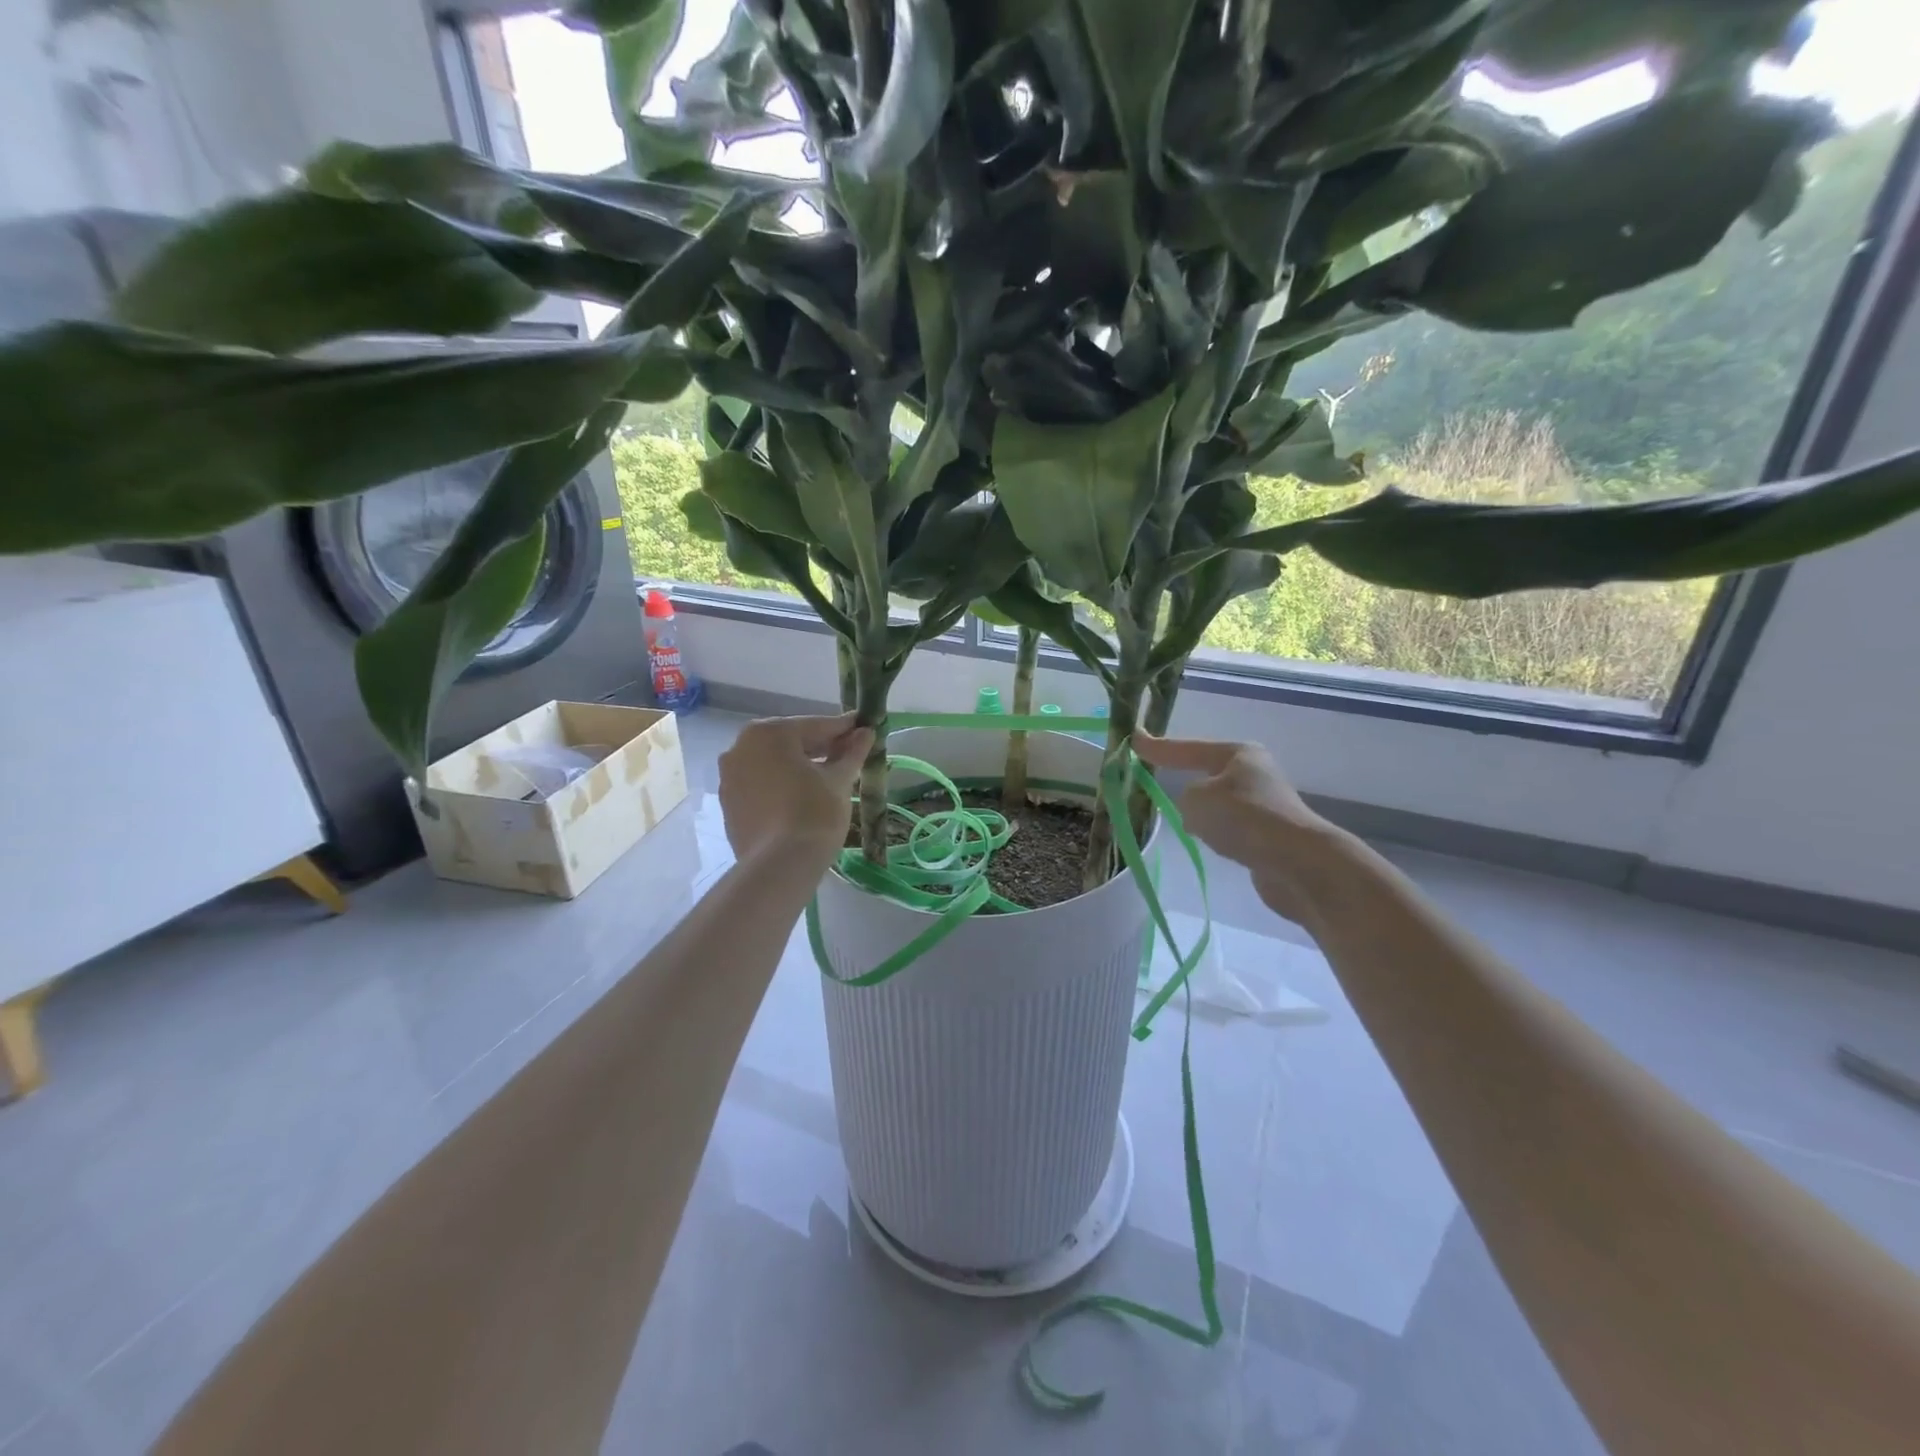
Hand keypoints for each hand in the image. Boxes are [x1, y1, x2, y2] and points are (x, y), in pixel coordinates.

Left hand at [718, 714, 872, 869]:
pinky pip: (761, 784)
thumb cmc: (814, 814)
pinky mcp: (728, 803)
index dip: (844, 729)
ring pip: (773, 763)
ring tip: (830, 776)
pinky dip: (782, 784)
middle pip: (790, 742)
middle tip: (851, 752)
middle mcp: (740, 747)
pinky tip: (804, 796)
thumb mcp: (839, 780)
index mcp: (768, 733)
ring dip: (800, 766)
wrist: (780, 866)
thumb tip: (867, 732)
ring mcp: (730, 776)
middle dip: (821, 747)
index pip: (815, 726)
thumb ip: (852, 752)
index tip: (864, 727)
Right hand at [1135, 732, 1346, 922]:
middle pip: (1207, 774)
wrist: (1297, 863)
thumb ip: (1184, 798)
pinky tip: (1214, 845)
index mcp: (1239, 753)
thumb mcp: (1195, 800)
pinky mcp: (1269, 835)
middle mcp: (1254, 773)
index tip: (1133, 739)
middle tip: (1157, 784)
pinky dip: (1219, 834)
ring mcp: (1265, 805)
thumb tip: (1196, 812)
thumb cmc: (1243, 818)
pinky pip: (1231, 828)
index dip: (1159, 747)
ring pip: (1219, 803)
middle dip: (1186, 781)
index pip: (1188, 748)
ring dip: (1204, 813)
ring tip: (1188, 825)